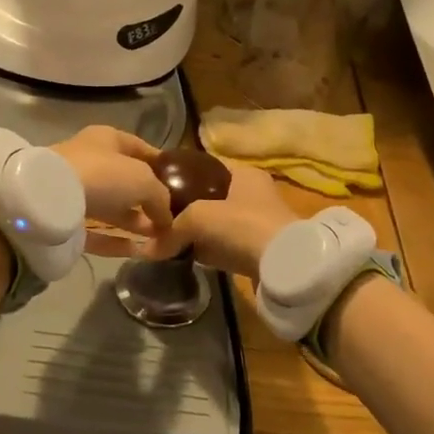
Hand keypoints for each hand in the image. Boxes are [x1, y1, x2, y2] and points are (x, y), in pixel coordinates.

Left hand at [53, 126, 172, 247]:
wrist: (49, 198)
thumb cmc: (103, 175)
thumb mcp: (144, 179)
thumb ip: (161, 197)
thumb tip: (168, 218)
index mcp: (107, 139)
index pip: (141, 149)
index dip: (162, 165)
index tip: (181, 184)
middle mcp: (91, 161)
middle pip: (126, 181)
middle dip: (149, 200)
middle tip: (172, 219)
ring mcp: (76, 191)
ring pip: (112, 208)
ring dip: (136, 222)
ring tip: (160, 238)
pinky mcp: (66, 220)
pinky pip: (98, 231)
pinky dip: (117, 240)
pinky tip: (138, 251)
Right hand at [142, 161, 298, 279]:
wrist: (285, 265)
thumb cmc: (243, 225)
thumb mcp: (200, 217)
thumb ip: (172, 229)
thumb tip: (148, 248)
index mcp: (243, 174)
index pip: (204, 167)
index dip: (179, 175)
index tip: (156, 187)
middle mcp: (252, 194)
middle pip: (208, 198)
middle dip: (183, 209)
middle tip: (157, 218)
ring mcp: (256, 224)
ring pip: (214, 224)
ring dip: (193, 232)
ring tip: (165, 239)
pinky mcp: (256, 251)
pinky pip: (222, 247)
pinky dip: (205, 250)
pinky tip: (184, 256)